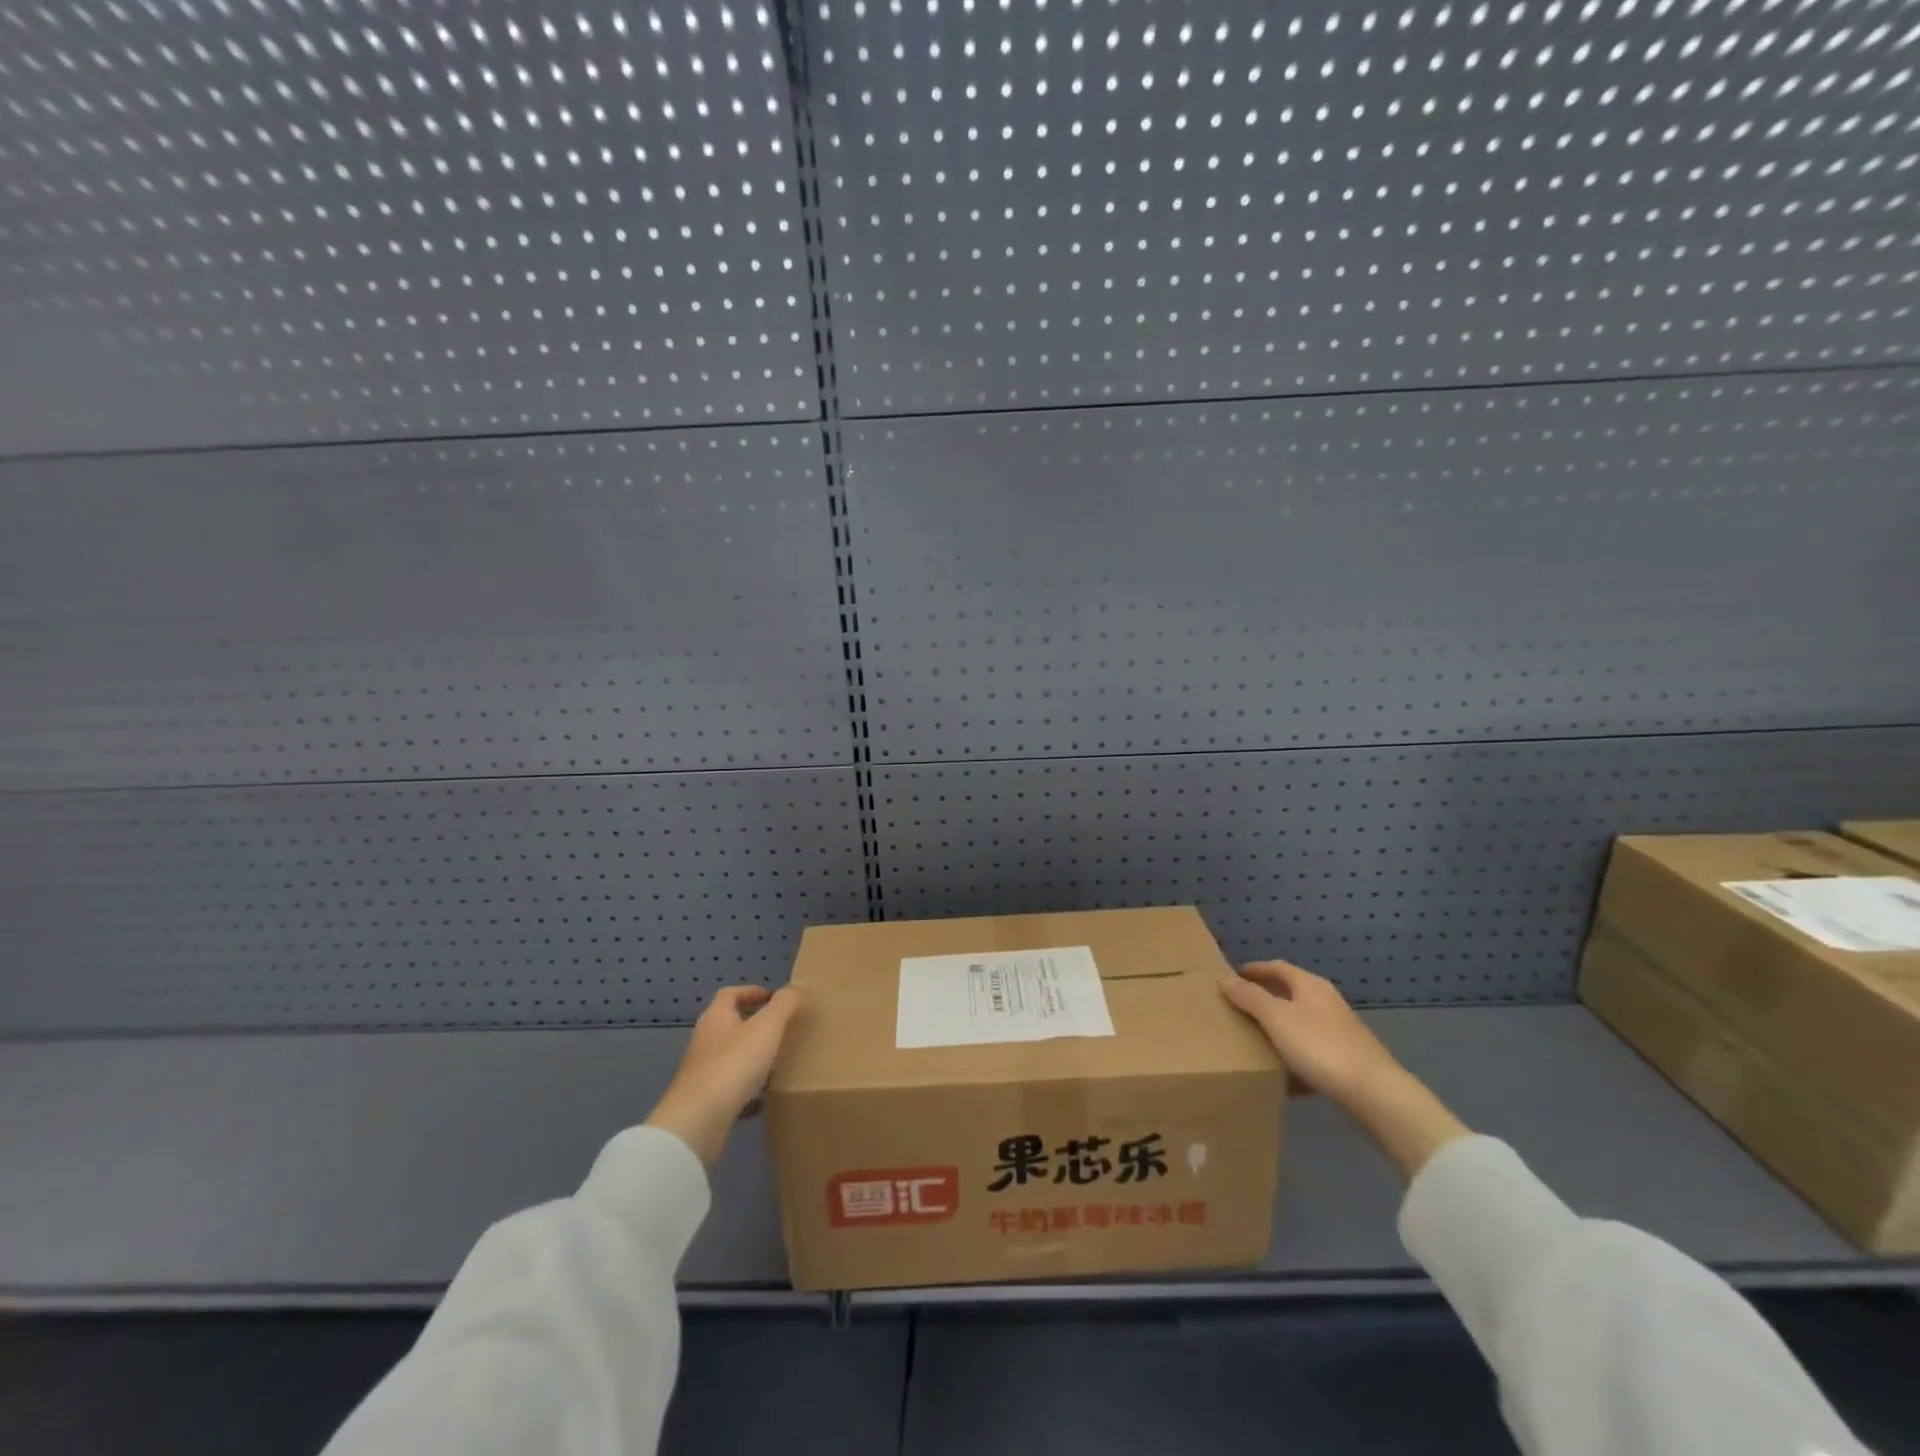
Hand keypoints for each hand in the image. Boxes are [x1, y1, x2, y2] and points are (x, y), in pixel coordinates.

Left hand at [646, 985, 803, 1168]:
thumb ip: (785, 1004)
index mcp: (716, 1018)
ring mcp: (701, 1074)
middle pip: (729, 1026)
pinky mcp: (704, 1103)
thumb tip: (800, 985)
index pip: (730, 995)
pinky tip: (763, 1100)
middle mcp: (705, 1042)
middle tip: (781, 1030)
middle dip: (753, 1026)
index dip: (751, 992)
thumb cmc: (733, 1065)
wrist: (697, 1123)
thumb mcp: (767, 1027)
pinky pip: (729, 1091)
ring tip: (777, 1064)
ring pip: (730, 1059)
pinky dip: (746, 1092)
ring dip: (751, 1059)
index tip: (773, 998)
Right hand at [1220, 959, 1400, 1104]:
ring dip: (1278, 1027)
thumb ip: (1250, 997)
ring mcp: (1339, 1031)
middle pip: (1290, 993)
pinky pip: (1311, 1051)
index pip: (1277, 967)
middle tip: (1238, 1006)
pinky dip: (1293, 1056)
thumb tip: (1225, 978)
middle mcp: (1326, 1002)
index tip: (1232, 976)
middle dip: (1264, 997)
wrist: (1374, 1094)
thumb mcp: (1277, 1018)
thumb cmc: (1320, 1047)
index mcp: (1310, 986)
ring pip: (1300, 1023)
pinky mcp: (1346, 1059)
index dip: (1254, 969)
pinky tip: (1281, 1074)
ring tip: (1253, 1038)